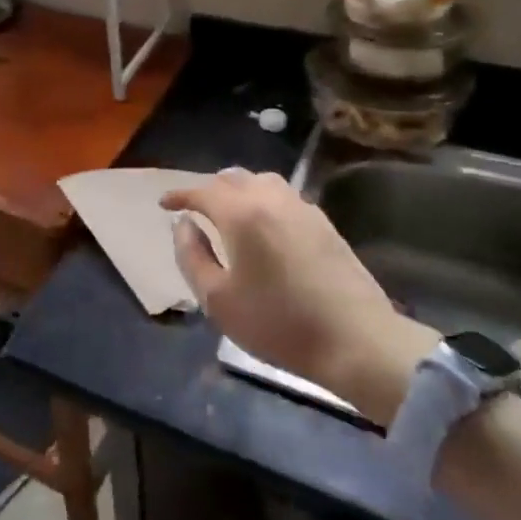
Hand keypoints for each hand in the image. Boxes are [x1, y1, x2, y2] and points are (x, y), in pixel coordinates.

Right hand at [161, 169, 436, 424]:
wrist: (356, 341)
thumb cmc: (278, 324)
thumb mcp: (217, 300)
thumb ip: (192, 255)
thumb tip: (184, 225)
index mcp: (242, 214)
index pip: (202, 191)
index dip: (179, 195)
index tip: (164, 204)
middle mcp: (272, 199)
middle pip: (233, 178)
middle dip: (209, 189)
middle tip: (195, 208)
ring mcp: (303, 208)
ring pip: (263, 181)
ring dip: (239, 188)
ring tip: (229, 210)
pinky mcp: (325, 223)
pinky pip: (285, 196)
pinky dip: (264, 199)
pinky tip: (264, 224)